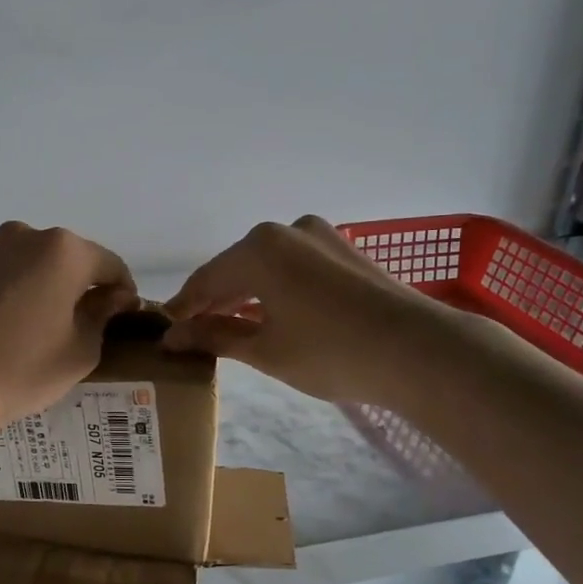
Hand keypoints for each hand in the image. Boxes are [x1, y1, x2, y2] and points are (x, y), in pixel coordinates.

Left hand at [0, 223, 138, 433]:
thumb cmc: (23, 369)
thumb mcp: (81, 351)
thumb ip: (102, 314)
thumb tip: (112, 297)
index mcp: (64, 252)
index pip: (109, 264)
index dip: (121, 289)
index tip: (121, 312)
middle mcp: (22, 235)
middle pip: (62, 256)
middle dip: (71, 282)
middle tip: (70, 321)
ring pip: (20, 260)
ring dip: (30, 281)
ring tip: (23, 321)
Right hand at [163, 216, 446, 405]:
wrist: (418, 351)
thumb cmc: (330, 353)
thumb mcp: (265, 350)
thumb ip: (215, 336)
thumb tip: (172, 336)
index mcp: (258, 248)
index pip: (205, 280)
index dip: (183, 308)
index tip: (164, 330)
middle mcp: (286, 230)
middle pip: (235, 268)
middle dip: (214, 300)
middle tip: (193, 332)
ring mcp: (321, 236)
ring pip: (267, 266)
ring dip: (245, 295)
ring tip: (229, 326)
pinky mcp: (346, 251)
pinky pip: (295, 267)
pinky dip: (276, 289)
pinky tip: (270, 314)